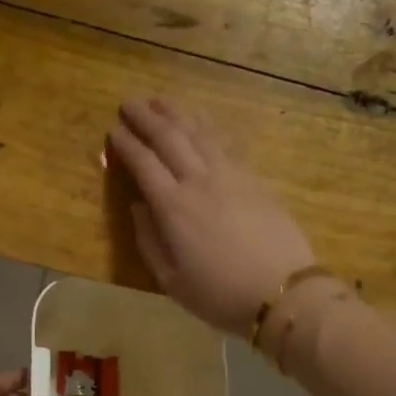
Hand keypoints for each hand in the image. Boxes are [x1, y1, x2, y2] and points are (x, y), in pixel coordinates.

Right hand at [107, 99, 317, 334]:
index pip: (143, 163)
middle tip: (129, 103)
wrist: (282, 291)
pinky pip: (223, 142)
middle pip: (169, 138)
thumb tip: (138, 206)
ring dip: (176, 113)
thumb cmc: (220, 294)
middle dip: (145, 117)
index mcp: (173, 208)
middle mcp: (199, 181)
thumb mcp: (171, 281)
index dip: (126, 144)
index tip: (113, 130)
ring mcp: (230, 175)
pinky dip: (206, 126)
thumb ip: (149, 241)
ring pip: (198, 132)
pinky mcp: (253, 178)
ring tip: (159, 101)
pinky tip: (199, 121)